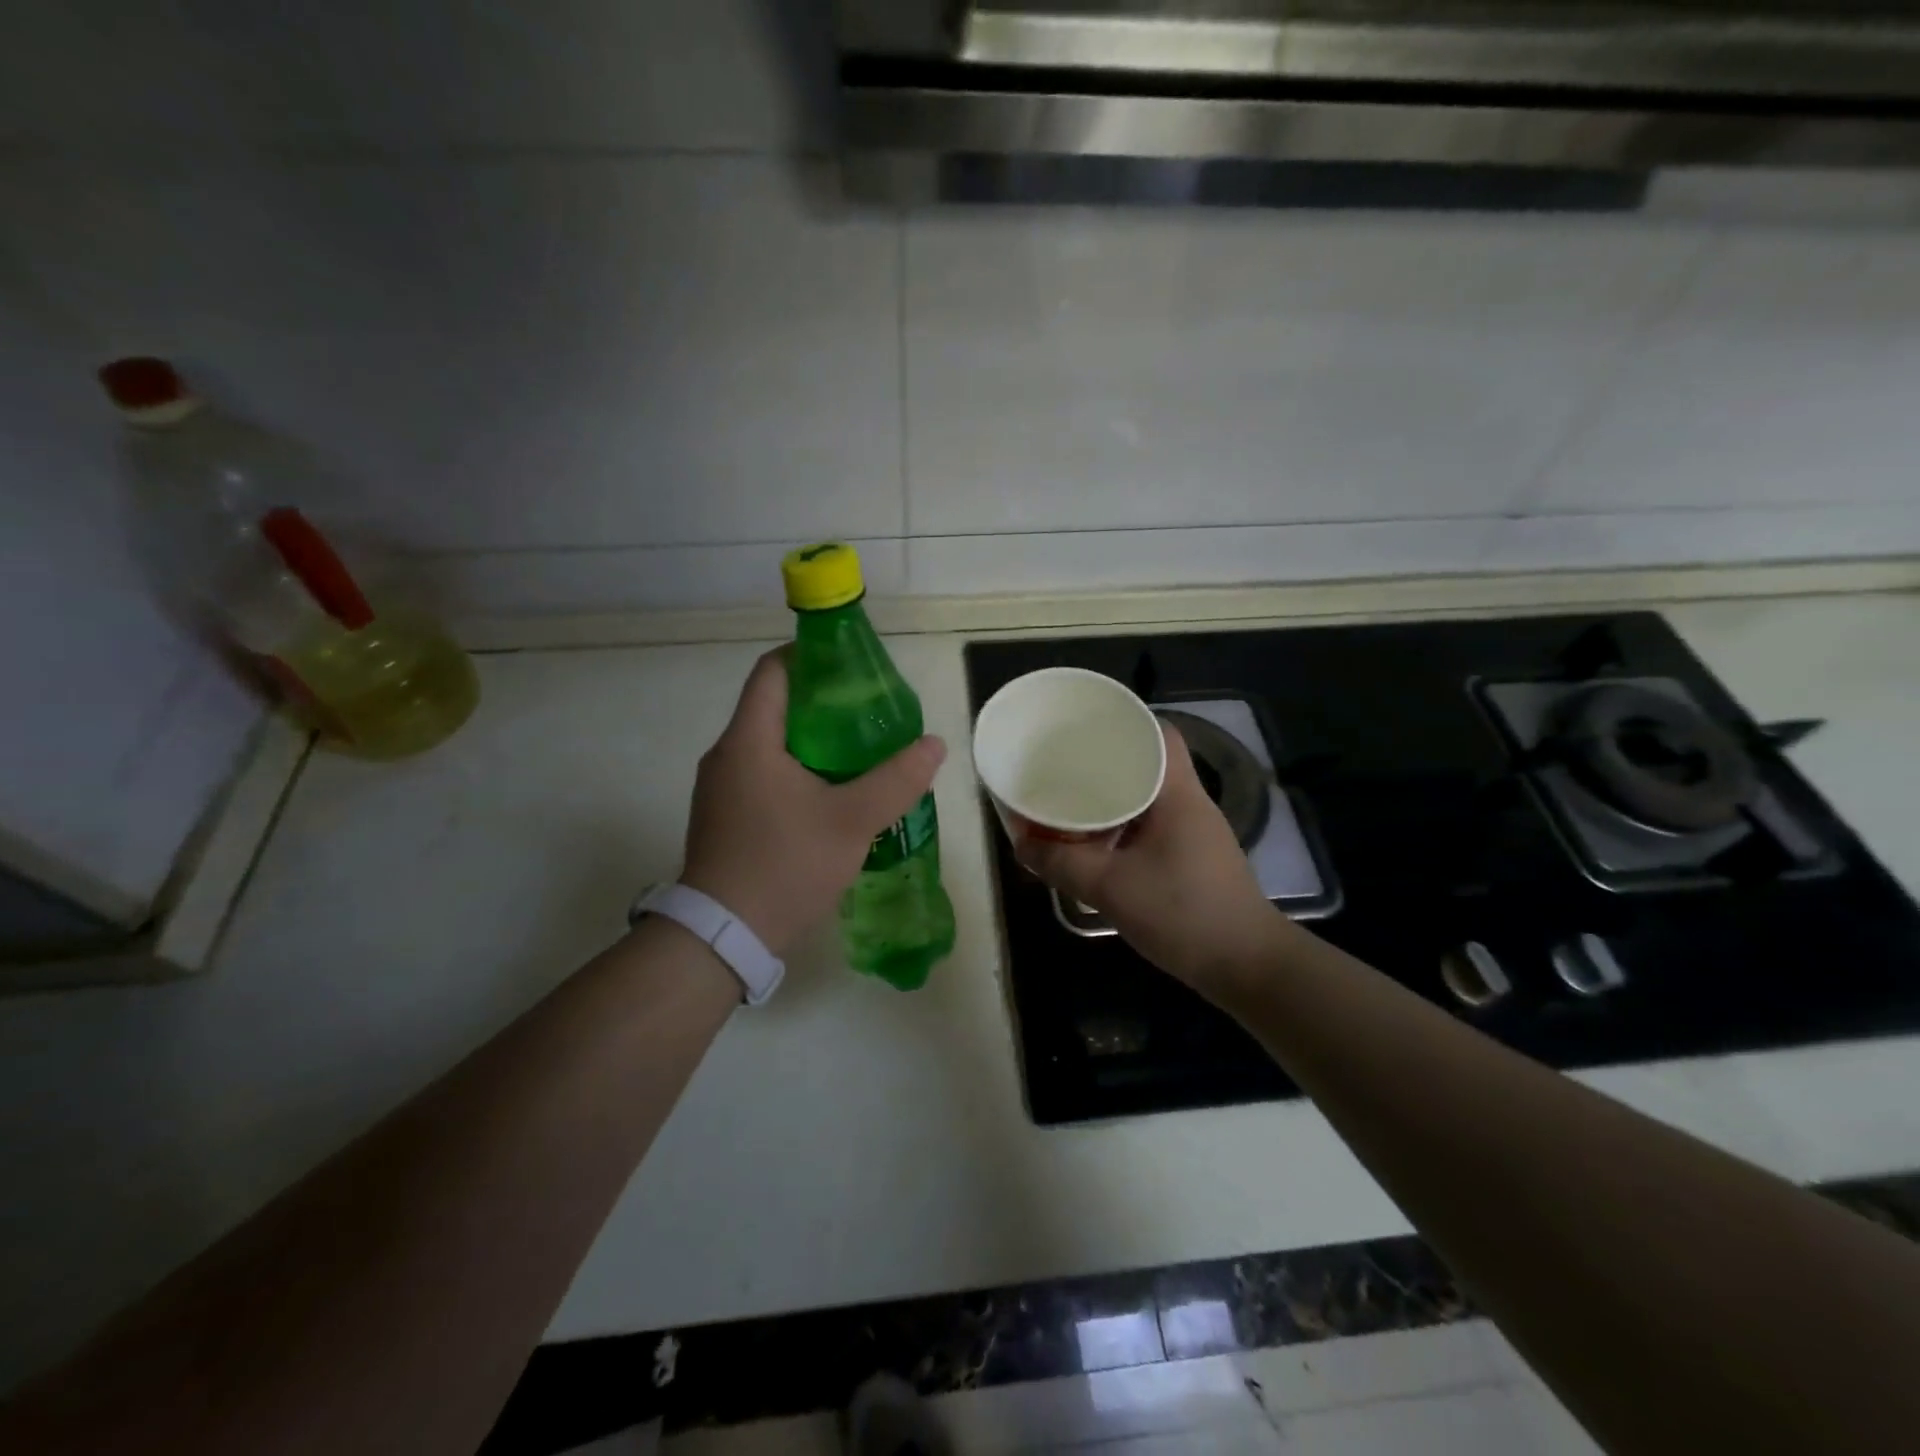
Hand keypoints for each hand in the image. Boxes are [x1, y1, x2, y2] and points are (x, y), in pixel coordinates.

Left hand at [681, 649, 945, 957]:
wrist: (723, 938)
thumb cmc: (784, 865)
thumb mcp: (852, 821)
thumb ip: (897, 780)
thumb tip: (933, 744)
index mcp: (749, 740)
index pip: (773, 670)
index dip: (812, 657)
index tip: (852, 668)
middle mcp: (726, 754)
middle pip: (775, 706)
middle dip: (823, 704)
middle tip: (870, 716)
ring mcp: (720, 788)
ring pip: (770, 744)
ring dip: (812, 741)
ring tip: (859, 754)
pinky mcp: (723, 816)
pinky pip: (762, 774)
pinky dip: (796, 770)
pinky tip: (830, 795)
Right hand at [1016, 721, 1285, 994]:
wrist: (1246, 966)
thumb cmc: (1182, 913)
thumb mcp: (1109, 888)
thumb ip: (1061, 863)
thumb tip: (1021, 844)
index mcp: (1177, 794)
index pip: (1159, 733)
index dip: (1123, 722)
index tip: (1085, 727)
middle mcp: (1190, 804)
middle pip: (1148, 763)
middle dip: (1105, 761)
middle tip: (1064, 764)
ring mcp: (1195, 833)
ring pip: (1148, 797)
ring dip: (1112, 797)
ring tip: (1071, 800)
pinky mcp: (1193, 859)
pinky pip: (1151, 826)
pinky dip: (1122, 826)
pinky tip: (1095, 843)